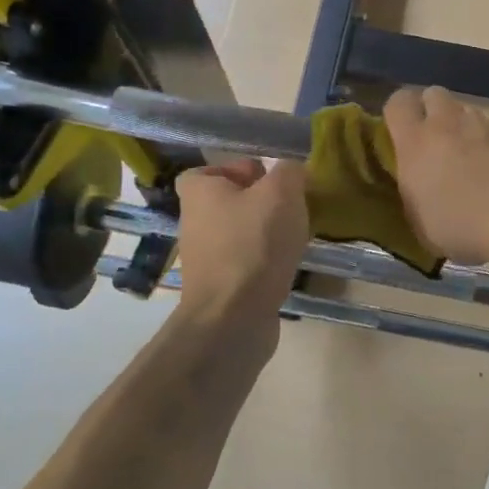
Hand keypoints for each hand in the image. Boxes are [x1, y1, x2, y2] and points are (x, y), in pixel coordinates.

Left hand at [174, 159, 309, 330]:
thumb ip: (289, 172)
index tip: (270, 180)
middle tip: (292, 207)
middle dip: (261, 203)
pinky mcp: (219, 286)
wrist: (234, 318)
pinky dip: (265, 261)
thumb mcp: (281, 193)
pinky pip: (245, 262)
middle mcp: (194, 222)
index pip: (210, 170)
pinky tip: (287, 265)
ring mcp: (204, 258)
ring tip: (295, 237)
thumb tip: (291, 171)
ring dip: (266, 233)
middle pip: (229, 202)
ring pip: (240, 233)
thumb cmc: (254, 244)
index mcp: (198, 192)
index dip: (240, 170)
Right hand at [384, 86, 488, 265]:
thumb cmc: (460, 228)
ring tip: (480, 161)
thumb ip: (416, 192)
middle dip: (435, 111)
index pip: (398, 102)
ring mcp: (486, 123)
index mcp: (416, 143)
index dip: (400, 111)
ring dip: (469, 129)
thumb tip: (421, 185)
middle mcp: (448, 123)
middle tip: (440, 142)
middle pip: (435, 95)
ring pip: (471, 112)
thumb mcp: (421, 221)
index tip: (403, 129)